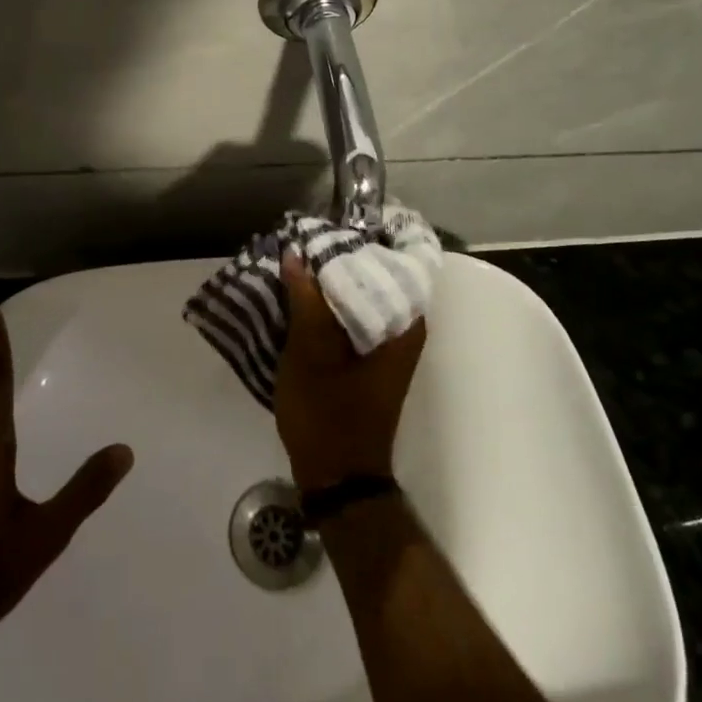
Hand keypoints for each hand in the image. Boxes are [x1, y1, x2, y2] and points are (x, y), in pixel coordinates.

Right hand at [274, 252, 425, 492]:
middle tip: (305, 239)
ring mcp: (389, 342)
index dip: (360, 239)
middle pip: (375, 275)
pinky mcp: (370, 355)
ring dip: (331, 281)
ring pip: (361, 294)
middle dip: (340, 258)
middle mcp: (405, 327)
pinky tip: (302, 294)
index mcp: (404, 323)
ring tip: (299, 260)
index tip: (328, 225)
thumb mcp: (310, 353)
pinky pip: (353, 314)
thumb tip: (296, 253)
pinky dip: (330, 303)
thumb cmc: (328, 415)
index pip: (392, 260)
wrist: (337, 477)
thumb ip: (305, 300)